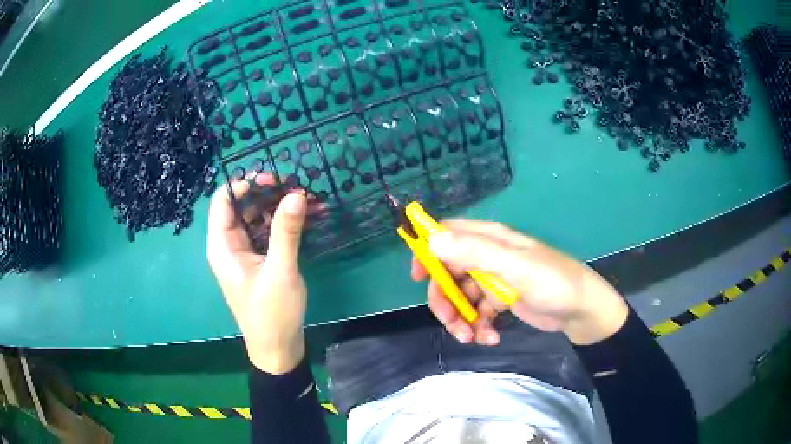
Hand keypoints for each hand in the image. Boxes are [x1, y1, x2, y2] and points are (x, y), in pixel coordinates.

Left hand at [207, 175, 307, 373]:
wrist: (278, 349)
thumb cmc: (272, 313)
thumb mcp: (280, 271)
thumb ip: (286, 231)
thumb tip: (296, 193)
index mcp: (223, 246)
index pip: (223, 201)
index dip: (243, 184)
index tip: (272, 179)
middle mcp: (230, 246)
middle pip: (242, 206)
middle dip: (267, 193)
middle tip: (295, 187)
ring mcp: (245, 254)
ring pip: (258, 219)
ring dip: (280, 208)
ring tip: (309, 200)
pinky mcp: (260, 262)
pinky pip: (268, 234)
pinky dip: (285, 224)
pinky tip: (309, 218)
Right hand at [411, 220, 627, 345]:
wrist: (583, 311)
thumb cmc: (553, 283)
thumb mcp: (515, 267)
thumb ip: (474, 252)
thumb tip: (430, 240)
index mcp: (490, 239)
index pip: (447, 234)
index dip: (428, 251)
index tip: (417, 277)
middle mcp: (488, 256)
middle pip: (448, 272)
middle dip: (445, 299)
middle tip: (451, 322)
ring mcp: (494, 280)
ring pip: (461, 296)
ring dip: (461, 318)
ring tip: (472, 337)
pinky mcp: (501, 301)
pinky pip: (478, 312)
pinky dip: (479, 326)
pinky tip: (491, 338)